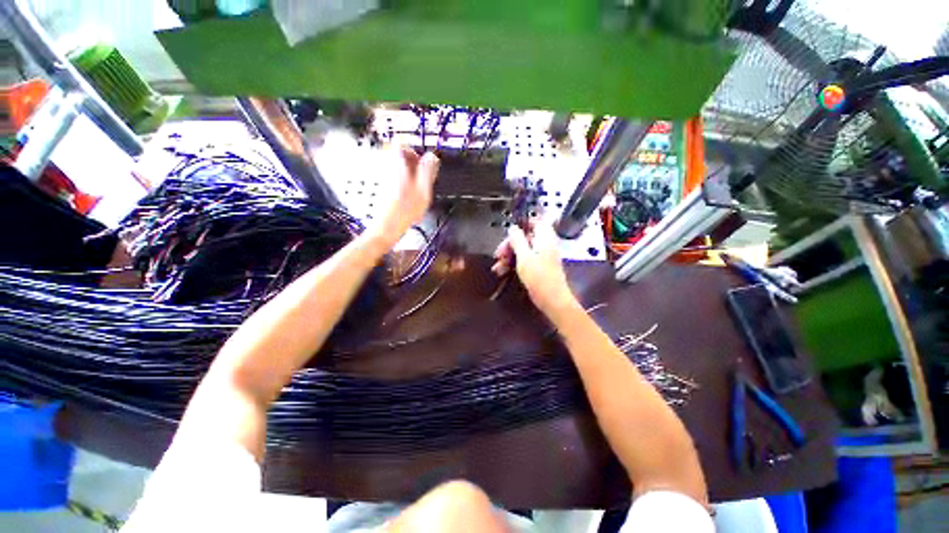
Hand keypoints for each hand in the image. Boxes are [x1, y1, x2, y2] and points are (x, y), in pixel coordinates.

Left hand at [373, 147, 439, 246]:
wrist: (386, 227)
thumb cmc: (405, 210)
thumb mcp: (423, 190)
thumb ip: (428, 171)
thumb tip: (432, 156)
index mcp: (398, 165)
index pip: (400, 144)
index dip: (413, 149)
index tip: (422, 161)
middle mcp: (388, 168)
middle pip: (399, 156)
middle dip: (413, 164)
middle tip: (423, 177)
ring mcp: (385, 179)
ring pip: (399, 168)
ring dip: (410, 175)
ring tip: (419, 189)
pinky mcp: (384, 189)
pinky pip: (396, 179)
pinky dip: (405, 184)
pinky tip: (411, 197)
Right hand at [492, 222, 578, 316]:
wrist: (552, 300)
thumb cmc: (539, 277)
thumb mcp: (524, 257)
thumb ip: (518, 240)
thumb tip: (513, 228)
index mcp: (544, 238)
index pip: (536, 221)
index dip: (522, 223)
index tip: (508, 231)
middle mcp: (545, 244)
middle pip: (525, 237)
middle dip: (510, 245)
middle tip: (498, 254)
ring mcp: (542, 256)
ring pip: (523, 250)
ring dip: (509, 256)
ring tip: (497, 267)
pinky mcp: (539, 267)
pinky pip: (525, 260)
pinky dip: (514, 263)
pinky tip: (502, 271)